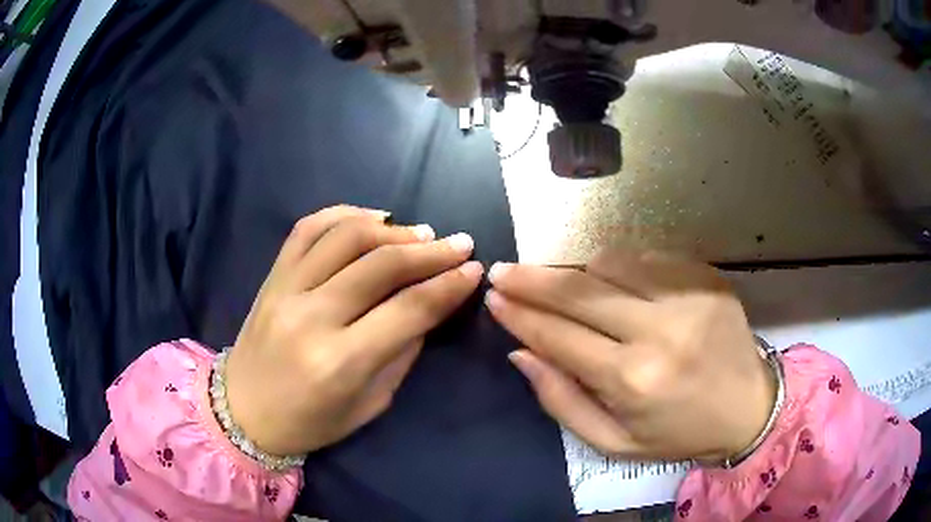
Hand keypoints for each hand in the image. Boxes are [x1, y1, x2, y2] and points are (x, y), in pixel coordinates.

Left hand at [226, 206, 482, 456]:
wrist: (242, 411)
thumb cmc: (309, 422)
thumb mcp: (369, 405)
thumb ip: (401, 353)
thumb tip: (427, 306)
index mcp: (340, 362)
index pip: (408, 309)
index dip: (449, 285)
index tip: (474, 269)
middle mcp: (311, 317)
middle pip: (381, 265)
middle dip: (431, 251)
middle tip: (460, 243)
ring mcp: (285, 290)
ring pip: (345, 237)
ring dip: (393, 229)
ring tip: (422, 233)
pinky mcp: (271, 277)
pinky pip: (306, 229)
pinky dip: (343, 214)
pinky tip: (372, 218)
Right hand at [486, 249, 775, 461]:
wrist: (748, 408)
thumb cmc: (678, 434)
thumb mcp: (613, 443)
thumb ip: (562, 401)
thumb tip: (522, 352)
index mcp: (633, 380)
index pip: (558, 335)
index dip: (520, 315)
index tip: (493, 298)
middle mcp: (659, 331)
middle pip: (579, 291)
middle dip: (532, 279)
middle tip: (503, 270)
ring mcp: (688, 297)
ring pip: (611, 262)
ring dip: (579, 272)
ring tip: (565, 284)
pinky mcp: (707, 278)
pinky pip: (647, 257)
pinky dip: (620, 266)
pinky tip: (616, 282)